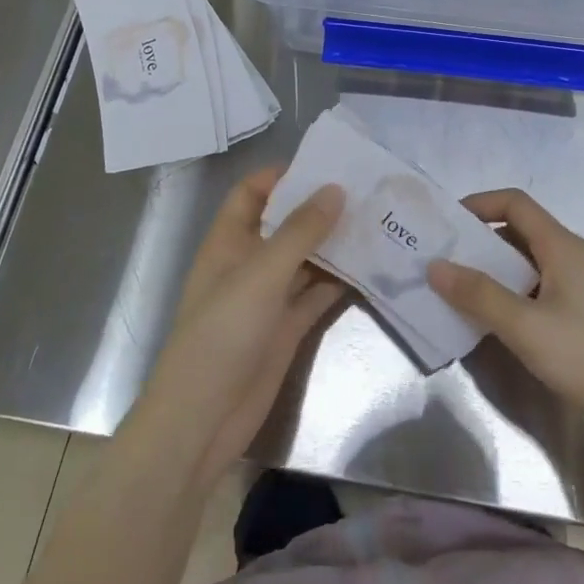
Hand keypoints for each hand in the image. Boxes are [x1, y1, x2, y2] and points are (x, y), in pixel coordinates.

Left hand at [130, 168, 344, 490]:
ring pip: (307, 259)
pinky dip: (342, 280)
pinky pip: (318, 294)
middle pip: (285, 224)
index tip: (327, 166)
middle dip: (320, 208)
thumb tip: (335, 189)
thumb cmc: (222, 334)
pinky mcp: (288, 327)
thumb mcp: (261, 274)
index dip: (282, 176)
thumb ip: (299, 232)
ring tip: (379, 221)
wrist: (204, 418)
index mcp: (229, 241)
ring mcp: (270, 297)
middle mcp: (249, 263)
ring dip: (336, 243)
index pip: (252, 193)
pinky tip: (374, 266)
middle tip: (368, 190)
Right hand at [428, 189, 583, 443]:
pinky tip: (495, 323)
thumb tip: (435, 266)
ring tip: (458, 292)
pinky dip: (512, 296)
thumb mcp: (526, 326)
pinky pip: (539, 291)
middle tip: (443, 261)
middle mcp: (572, 257)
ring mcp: (582, 288)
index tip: (446, 225)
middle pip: (519, 233)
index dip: (478, 204)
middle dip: (479, 242)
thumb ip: (479, 295)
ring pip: (529, 265)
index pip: (515, 203)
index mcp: (561, 246)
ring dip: (494, 272)